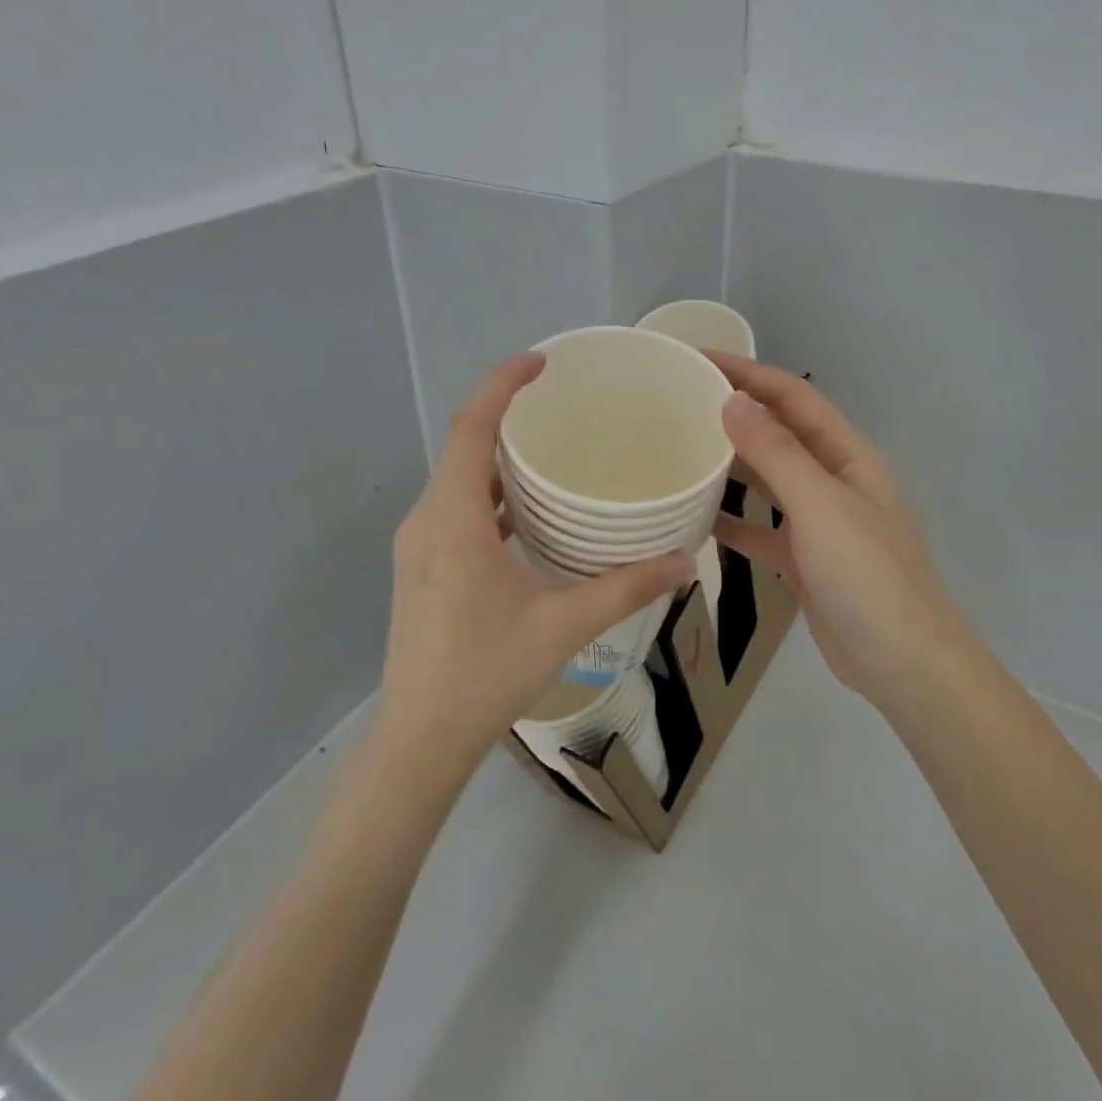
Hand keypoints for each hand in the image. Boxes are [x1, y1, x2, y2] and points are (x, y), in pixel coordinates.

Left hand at [377, 354, 693, 775]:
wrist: (421, 739)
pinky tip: (526, 515)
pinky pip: (455, 511)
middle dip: (504, 416)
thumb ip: (626, 586)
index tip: (541, 361)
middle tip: (558, 405)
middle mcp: (426, 520)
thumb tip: (684, 560)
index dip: (502, 384)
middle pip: (461, 447)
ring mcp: (417, 546)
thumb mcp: (564, 624)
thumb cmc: (487, 673)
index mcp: (453, 518)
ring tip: (548, 453)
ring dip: (496, 460)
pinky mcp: (420, 569)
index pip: (471, 427)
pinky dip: (488, 497)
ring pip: (457, 481)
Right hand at [708, 354, 977, 716]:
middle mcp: (834, 481)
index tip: (698, 360)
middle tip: (680, 402)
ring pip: (769, 480)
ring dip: (732, 463)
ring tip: (682, 449)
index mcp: (848, 457)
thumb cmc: (867, 577)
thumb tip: (733, 401)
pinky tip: (696, 516)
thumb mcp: (821, 508)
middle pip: (781, 433)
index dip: (749, 373)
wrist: (902, 664)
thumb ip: (777, 454)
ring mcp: (819, 523)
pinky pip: (762, 529)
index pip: (794, 398)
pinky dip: (733, 520)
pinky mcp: (804, 560)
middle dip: (736, 412)